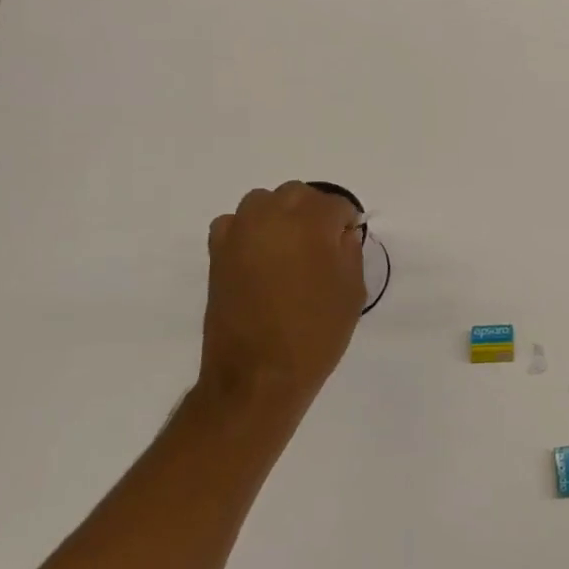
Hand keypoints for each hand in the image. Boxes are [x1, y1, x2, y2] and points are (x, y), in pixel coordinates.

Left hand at [198, 182, 365, 422]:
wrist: (258, 374)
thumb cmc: (316, 332)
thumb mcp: (352, 290)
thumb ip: (349, 251)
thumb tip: (339, 234)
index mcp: (311, 223)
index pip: (336, 204)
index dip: (346, 223)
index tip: (348, 244)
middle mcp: (272, 217)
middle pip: (298, 194)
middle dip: (314, 212)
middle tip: (323, 245)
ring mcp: (239, 232)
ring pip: (264, 202)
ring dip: (281, 216)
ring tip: (290, 248)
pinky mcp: (216, 253)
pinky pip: (235, 223)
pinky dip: (249, 230)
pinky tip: (260, 257)